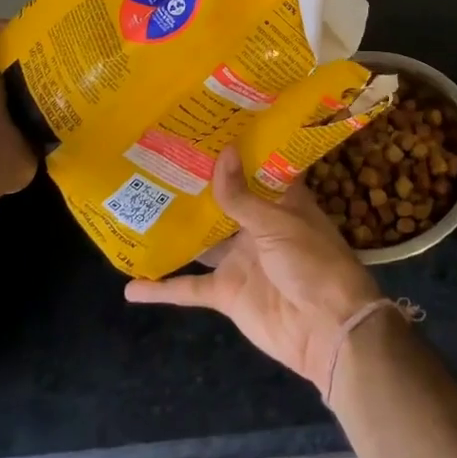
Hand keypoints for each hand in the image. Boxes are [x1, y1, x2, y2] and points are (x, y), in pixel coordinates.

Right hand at [125, 146, 382, 391]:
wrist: (326, 329)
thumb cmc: (312, 261)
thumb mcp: (278, 223)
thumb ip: (242, 196)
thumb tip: (223, 152)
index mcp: (280, 201)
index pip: (254, 169)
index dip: (233, 151)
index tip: (205, 128)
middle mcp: (258, 225)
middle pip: (222, 202)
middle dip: (195, 186)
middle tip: (157, 160)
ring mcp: (240, 259)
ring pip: (202, 240)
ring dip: (176, 230)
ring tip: (138, 208)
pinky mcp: (226, 292)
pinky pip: (189, 288)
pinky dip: (162, 289)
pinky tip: (130, 286)